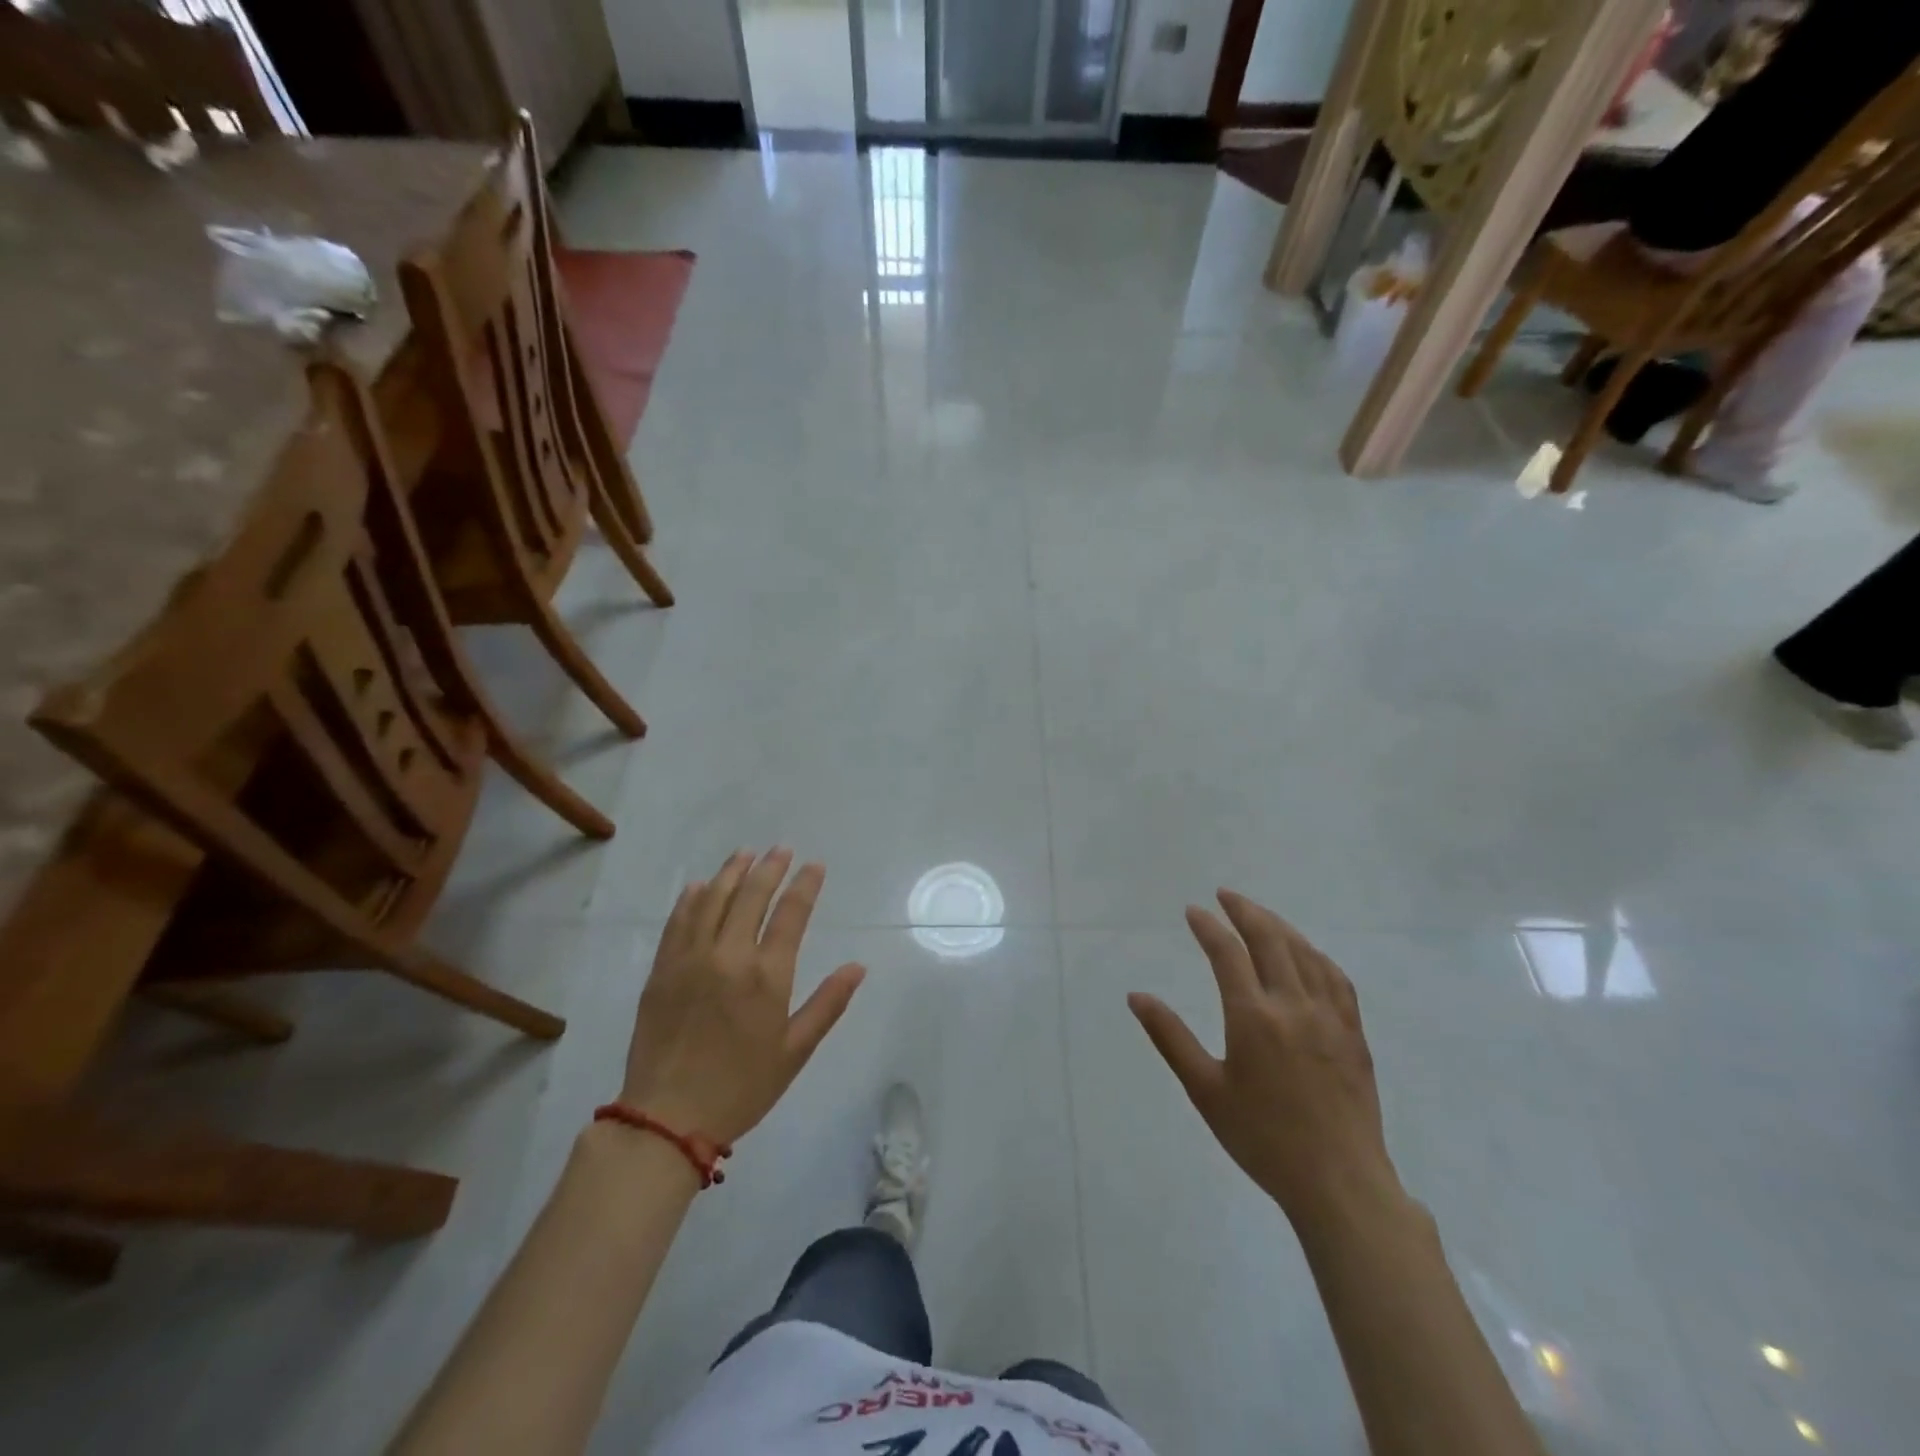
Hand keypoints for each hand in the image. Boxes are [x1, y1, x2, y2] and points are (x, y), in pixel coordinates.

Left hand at [620, 849, 865, 1144]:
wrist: (667, 1118)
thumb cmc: (742, 1088)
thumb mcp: (795, 1051)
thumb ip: (827, 1004)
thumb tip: (857, 967)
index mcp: (767, 976)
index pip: (791, 914)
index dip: (805, 885)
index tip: (814, 865)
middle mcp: (729, 956)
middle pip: (751, 896)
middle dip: (770, 868)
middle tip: (781, 850)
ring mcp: (691, 959)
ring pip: (713, 900)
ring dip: (731, 873)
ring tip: (745, 854)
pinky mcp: (662, 970)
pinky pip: (678, 922)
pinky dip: (691, 899)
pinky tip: (700, 886)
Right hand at [1129, 891, 1400, 1229]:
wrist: (1339, 1183)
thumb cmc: (1262, 1138)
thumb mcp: (1205, 1090)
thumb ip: (1170, 1037)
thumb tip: (1137, 996)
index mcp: (1253, 1017)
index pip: (1228, 953)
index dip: (1208, 927)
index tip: (1193, 911)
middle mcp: (1293, 1005)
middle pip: (1270, 939)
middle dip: (1244, 910)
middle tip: (1224, 896)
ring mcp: (1329, 1017)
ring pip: (1305, 952)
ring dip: (1279, 926)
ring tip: (1259, 915)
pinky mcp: (1353, 1033)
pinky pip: (1336, 978)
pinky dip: (1315, 954)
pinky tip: (1307, 953)